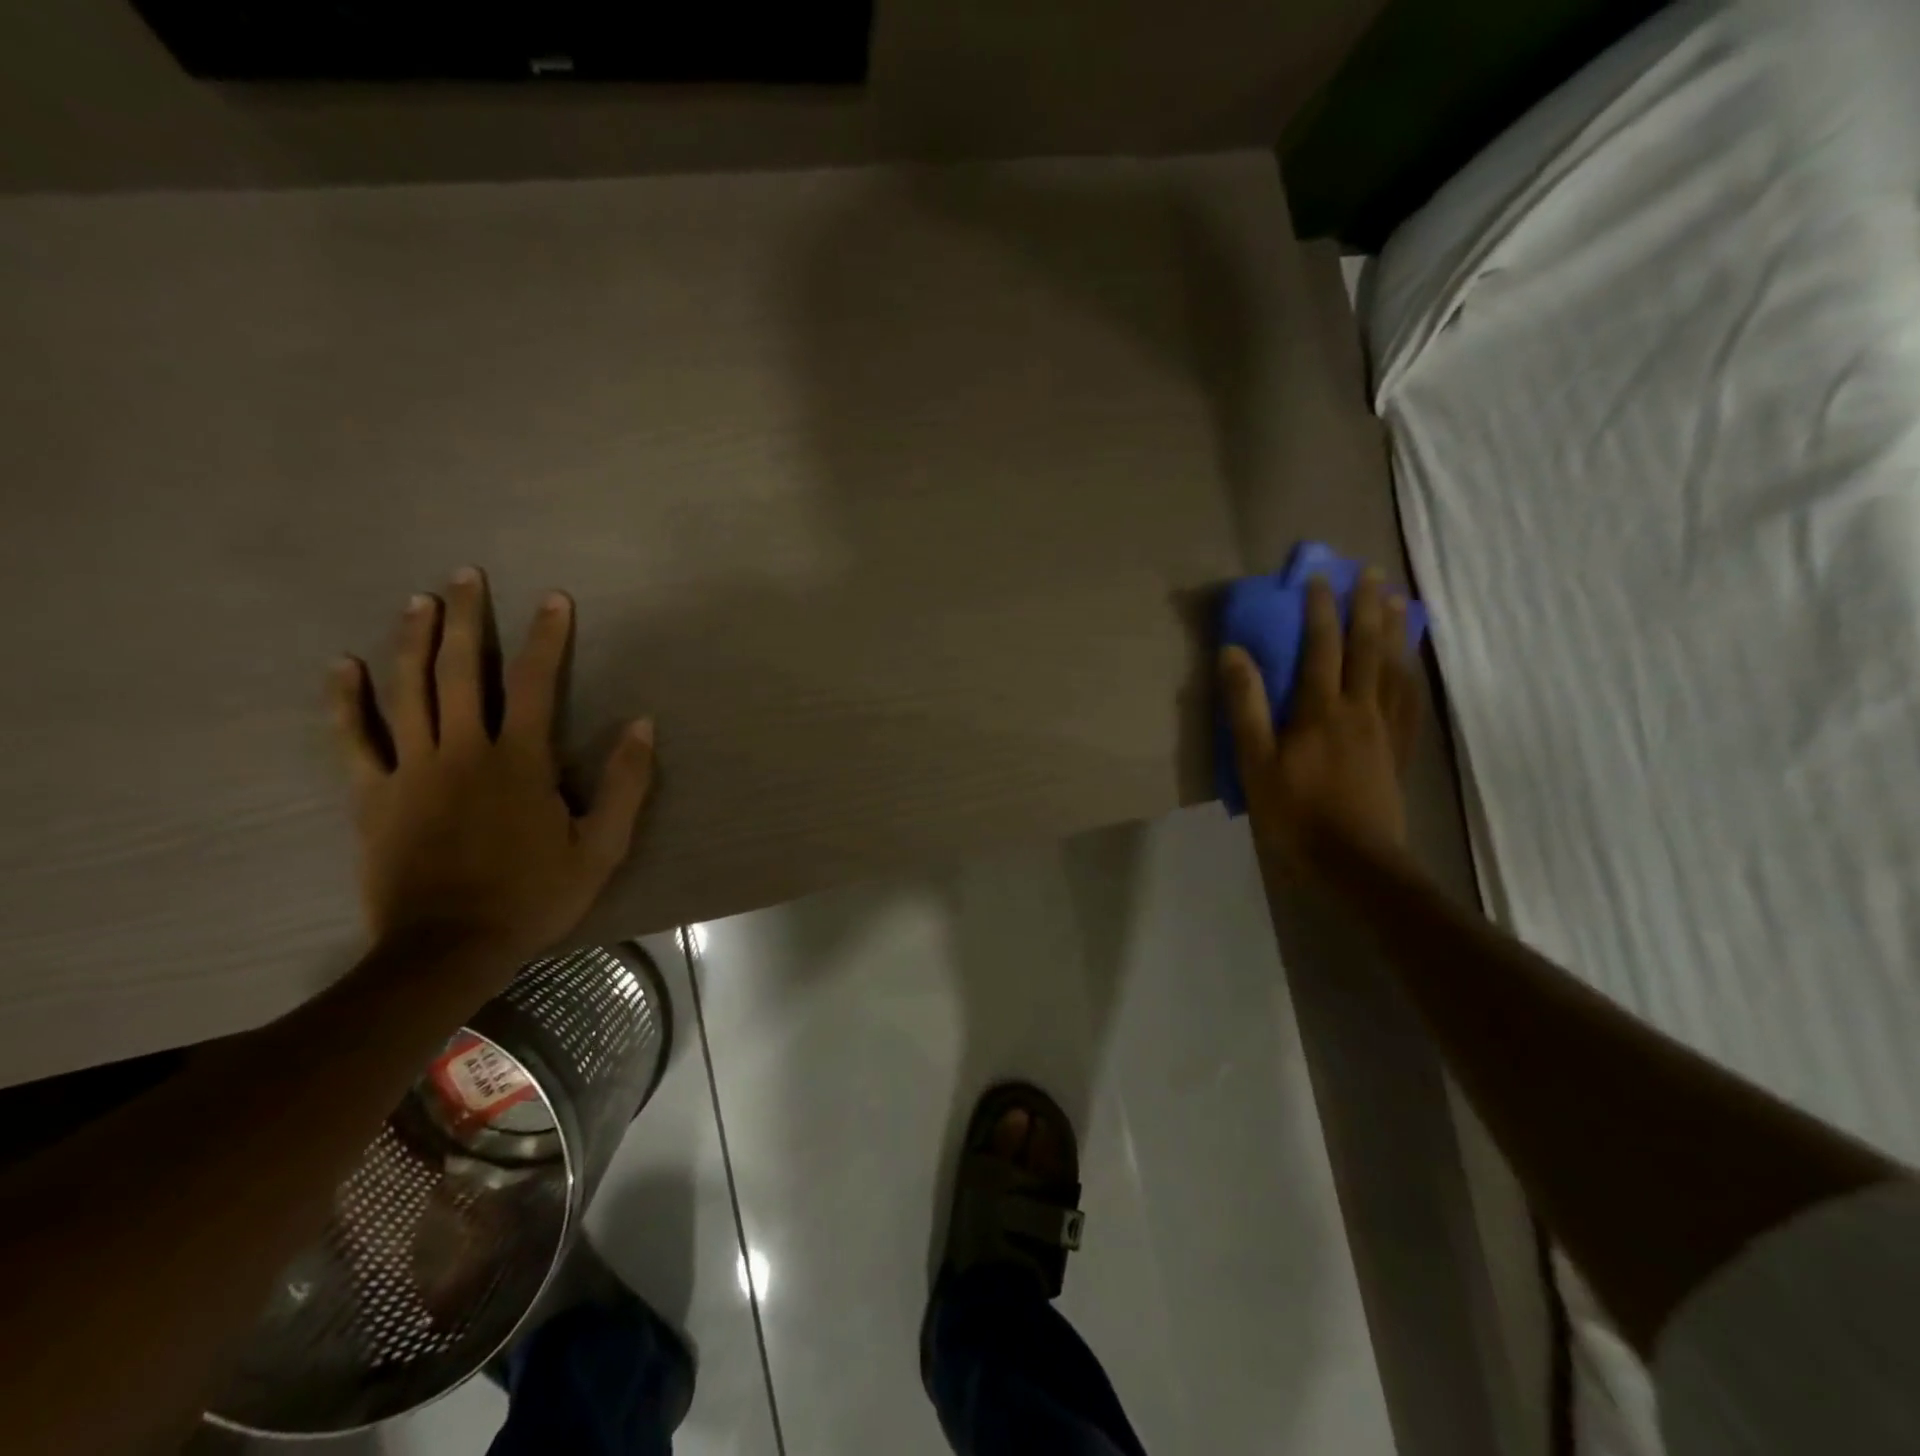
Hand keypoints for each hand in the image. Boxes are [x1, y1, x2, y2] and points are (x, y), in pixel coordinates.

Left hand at [329, 566, 655, 968]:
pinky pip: (354, 739)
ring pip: (407, 691)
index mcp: (519, 761)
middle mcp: (462, 751)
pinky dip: (345, 700)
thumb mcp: (602, 847)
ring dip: (412, 640)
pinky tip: (343, 665)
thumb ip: (626, 783)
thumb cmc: (534, 896)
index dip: (546, 637)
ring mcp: (411, 770)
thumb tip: (642, 724)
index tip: (553, 599)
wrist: (448, 948)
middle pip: (459, 670)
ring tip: (418, 600)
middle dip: (465, 618)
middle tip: (465, 576)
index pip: (534, 682)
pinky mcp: (373, 796)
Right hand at [1219, 568, 1419, 874]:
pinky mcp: (1398, 751)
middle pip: (1367, 649)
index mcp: (1321, 711)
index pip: (1322, 647)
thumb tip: (1234, 653)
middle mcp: (1359, 710)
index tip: (1318, 577)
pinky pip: (1410, 702)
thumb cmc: (1295, 813)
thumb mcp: (1256, 762)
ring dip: (1395, 632)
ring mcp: (1385, 730)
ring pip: (1394, 669)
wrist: (1355, 862)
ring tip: (1398, 603)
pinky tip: (1411, 666)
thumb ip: (1246, 706)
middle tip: (1370, 573)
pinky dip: (1412, 674)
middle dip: (1366, 607)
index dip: (1319, 609)